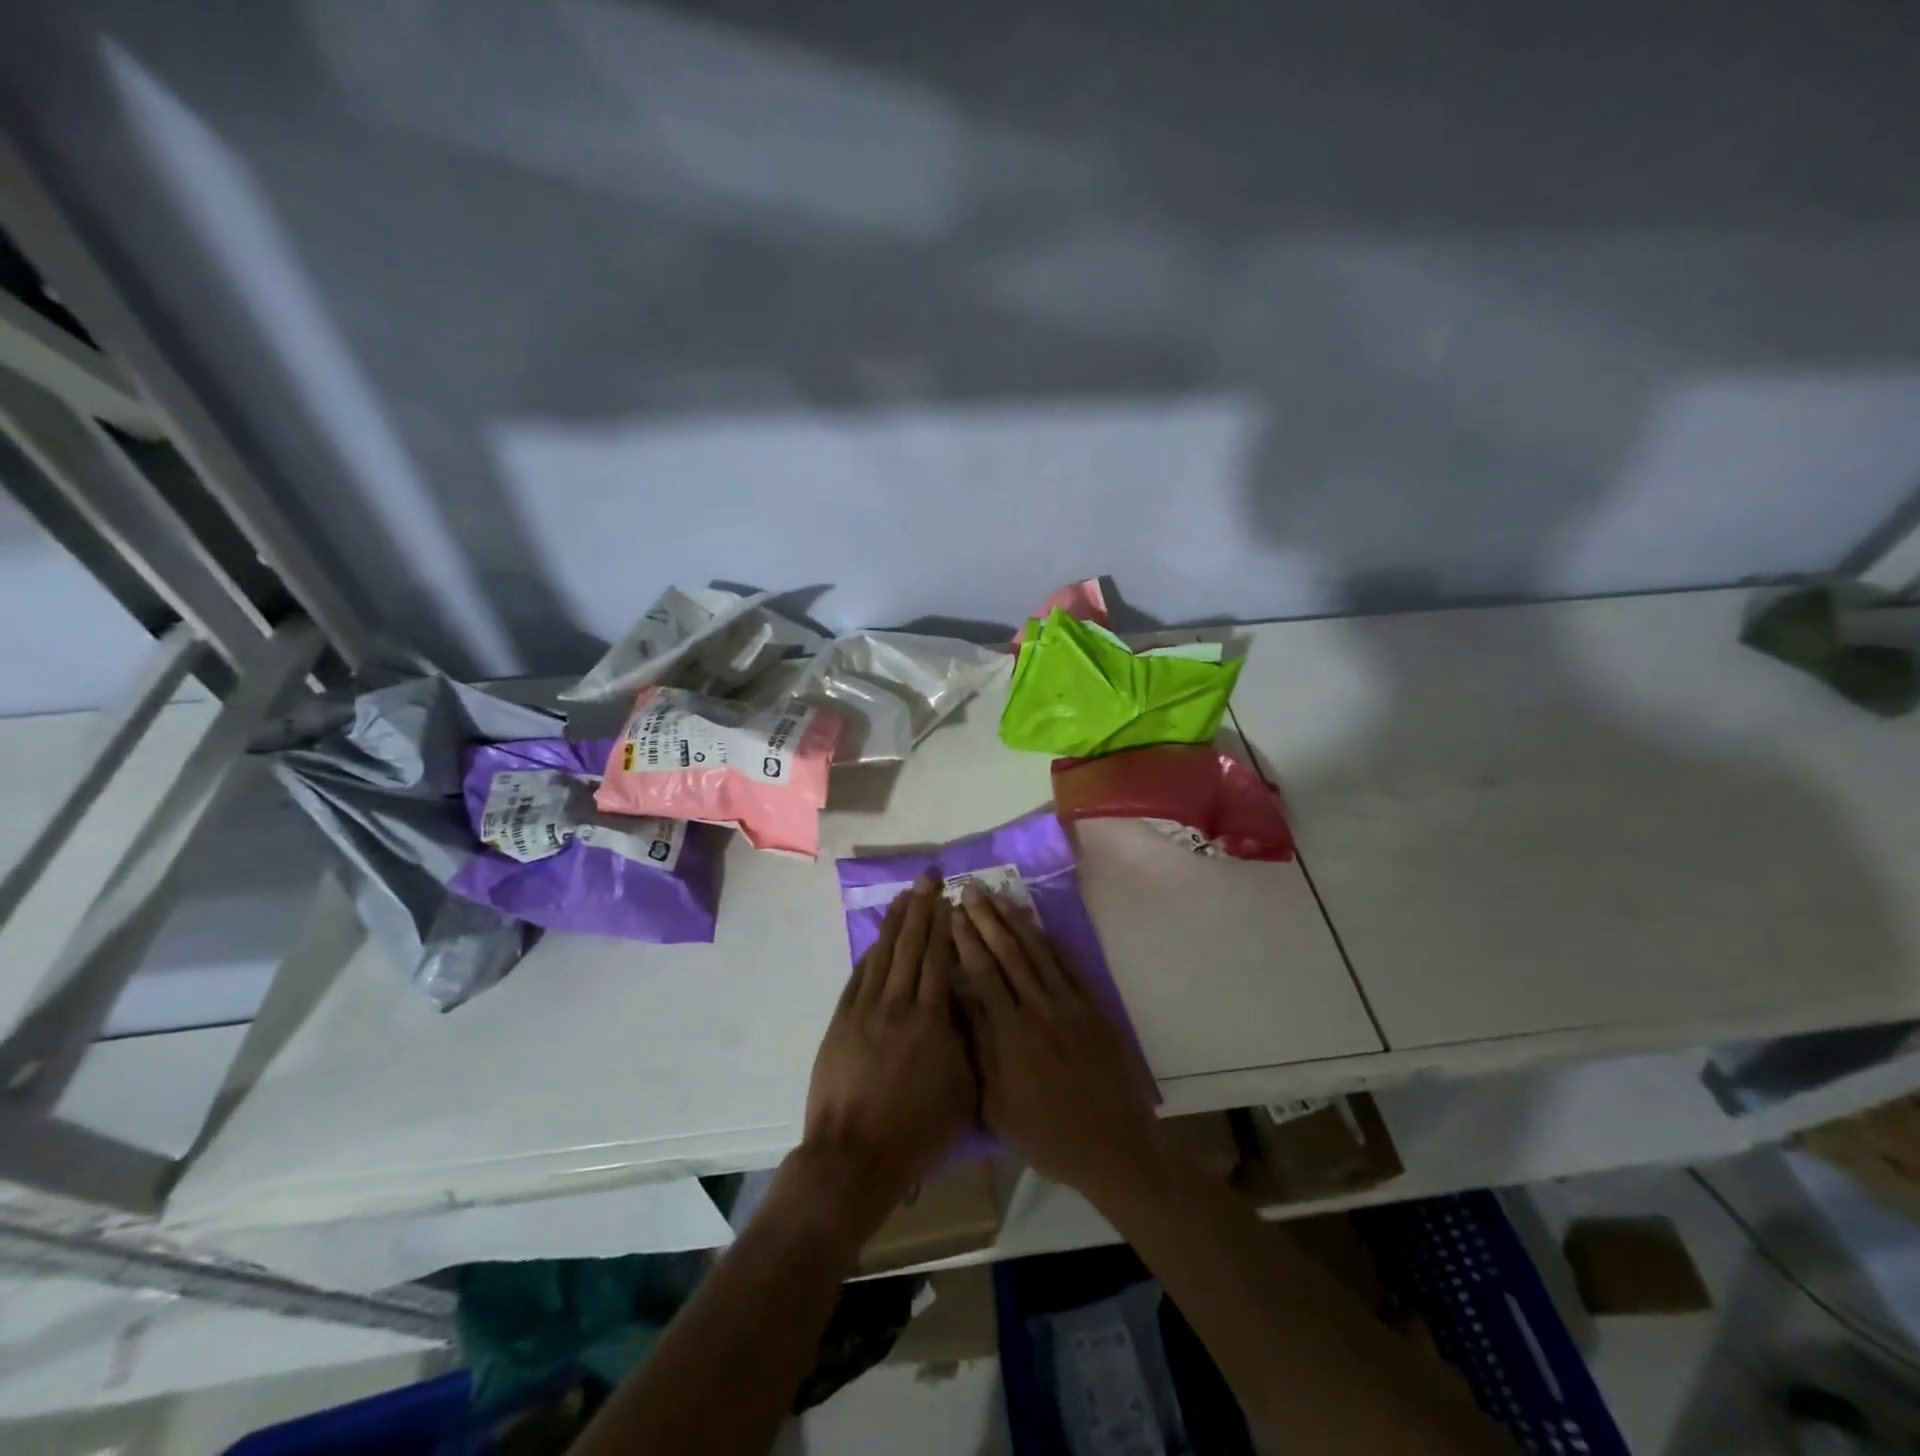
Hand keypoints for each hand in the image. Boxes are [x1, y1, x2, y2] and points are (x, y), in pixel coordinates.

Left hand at [800, 873, 975, 1219]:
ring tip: (905, 895)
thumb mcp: (962, 1090)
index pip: (940, 958)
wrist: (854, 1156)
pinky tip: (879, 940)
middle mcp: (898, 1004)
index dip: (945, 925)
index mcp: (931, 1019)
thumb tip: (967, 1002)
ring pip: (884, 954)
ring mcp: (865, 1010)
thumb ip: (966, 1040)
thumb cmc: (917, 1130)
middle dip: (922, 908)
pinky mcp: (841, 1021)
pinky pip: (859, 976)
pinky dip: (871, 953)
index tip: (951, 899)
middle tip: (929, 877)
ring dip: (895, 922)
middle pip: (912, 945)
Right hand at [952, 887, 1162, 1205]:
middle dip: (986, 919)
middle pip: (1008, 953)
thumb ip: (979, 1049)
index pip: (982, 973)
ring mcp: (1069, 1005)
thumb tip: (961, 1001)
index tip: (953, 914)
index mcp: (1009, 1034)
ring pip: (1037, 952)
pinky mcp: (1092, 1007)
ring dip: (1015, 921)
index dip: (966, 940)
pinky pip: (1068, 965)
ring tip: (999, 896)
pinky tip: (1037, 925)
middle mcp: (1038, 1009)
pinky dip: (1050, 941)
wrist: (1112, 1146)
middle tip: (970, 889)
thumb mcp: (997, 1104)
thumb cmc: (1046, 1134)